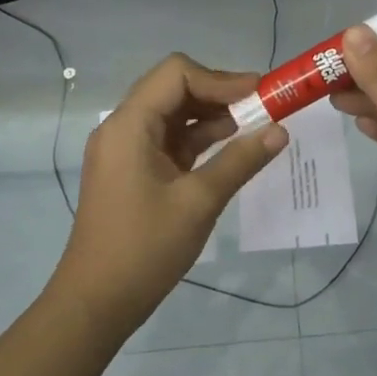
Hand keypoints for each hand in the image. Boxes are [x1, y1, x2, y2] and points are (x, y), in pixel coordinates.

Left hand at [50, 53, 287, 338]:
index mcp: (129, 125)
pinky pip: (169, 141)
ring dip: (212, 116)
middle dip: (220, 94)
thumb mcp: (199, 202)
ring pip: (173, 115)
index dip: (221, 78)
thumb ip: (240, 161)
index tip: (260, 94)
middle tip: (263, 108)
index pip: (176, 73)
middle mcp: (123, 128)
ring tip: (255, 128)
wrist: (97, 301)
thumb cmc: (145, 248)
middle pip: (174, 89)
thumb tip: (280, 131)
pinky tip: (231, 149)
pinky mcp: (133, 171)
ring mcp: (126, 150)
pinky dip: (199, 140)